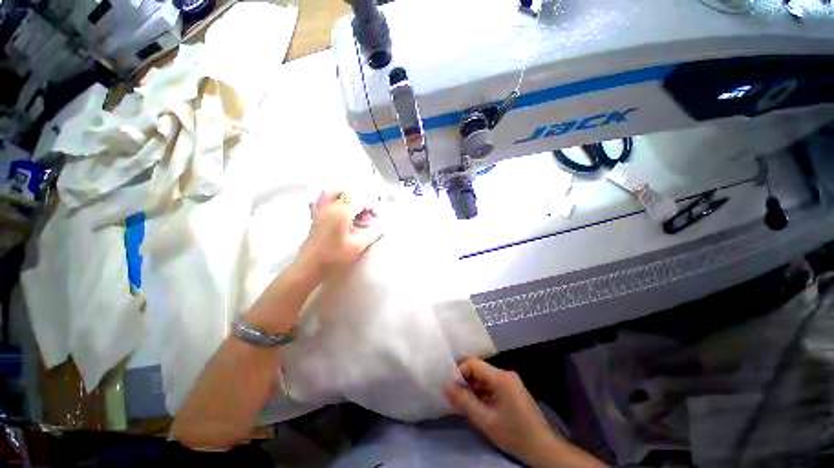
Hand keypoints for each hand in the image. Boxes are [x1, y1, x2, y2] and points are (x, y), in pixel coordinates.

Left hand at [297, 191, 381, 277]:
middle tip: (365, 212)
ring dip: (346, 199)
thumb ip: (372, 235)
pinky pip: (324, 202)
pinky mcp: (315, 219)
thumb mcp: (357, 247)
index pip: (357, 197)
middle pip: (343, 192)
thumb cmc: (332, 257)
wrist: (309, 267)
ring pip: (332, 194)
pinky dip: (335, 204)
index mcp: (339, 213)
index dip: (369, 204)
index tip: (375, 215)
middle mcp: (328, 208)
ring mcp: (319, 213)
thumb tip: (382, 229)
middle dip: (358, 199)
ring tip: (355, 213)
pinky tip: (342, 216)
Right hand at [443, 359, 557, 465]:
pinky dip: (483, 393)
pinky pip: (493, 385)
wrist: (542, 449)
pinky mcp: (513, 389)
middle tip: (457, 398)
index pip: (473, 363)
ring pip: (485, 378)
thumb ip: (463, 401)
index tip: (452, 388)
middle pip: (479, 370)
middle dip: (466, 383)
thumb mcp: (485, 420)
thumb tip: (445, 385)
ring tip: (467, 405)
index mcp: (500, 377)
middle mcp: (506, 374)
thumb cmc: (513, 433)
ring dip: (474, 389)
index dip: (460, 372)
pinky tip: (480, 407)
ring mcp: (511, 381)